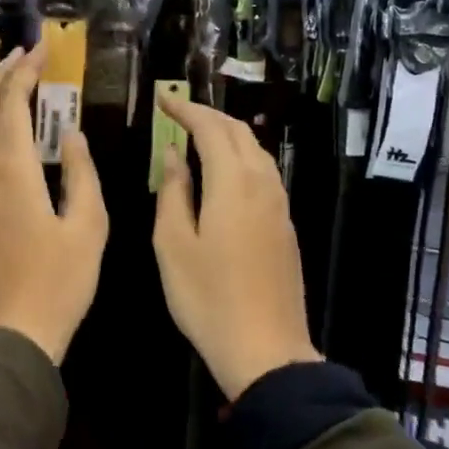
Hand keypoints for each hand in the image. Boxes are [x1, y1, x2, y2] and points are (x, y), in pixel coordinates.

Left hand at [0, 45, 107, 363]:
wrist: (12, 334)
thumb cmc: (60, 283)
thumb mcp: (89, 227)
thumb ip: (82, 174)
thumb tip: (72, 136)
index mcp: (12, 171)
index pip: (11, 104)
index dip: (24, 72)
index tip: (40, 52)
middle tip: (19, 59)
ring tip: (2, 89)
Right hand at [152, 93, 320, 399]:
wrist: (265, 349)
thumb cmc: (207, 298)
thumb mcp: (173, 245)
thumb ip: (173, 193)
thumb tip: (173, 156)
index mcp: (232, 185)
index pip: (210, 129)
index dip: (186, 110)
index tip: (163, 99)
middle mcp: (262, 186)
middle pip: (240, 133)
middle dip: (209, 116)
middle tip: (178, 113)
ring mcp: (279, 206)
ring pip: (257, 152)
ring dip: (229, 135)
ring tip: (199, 136)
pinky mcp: (285, 227)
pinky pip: (265, 174)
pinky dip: (242, 159)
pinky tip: (225, 173)